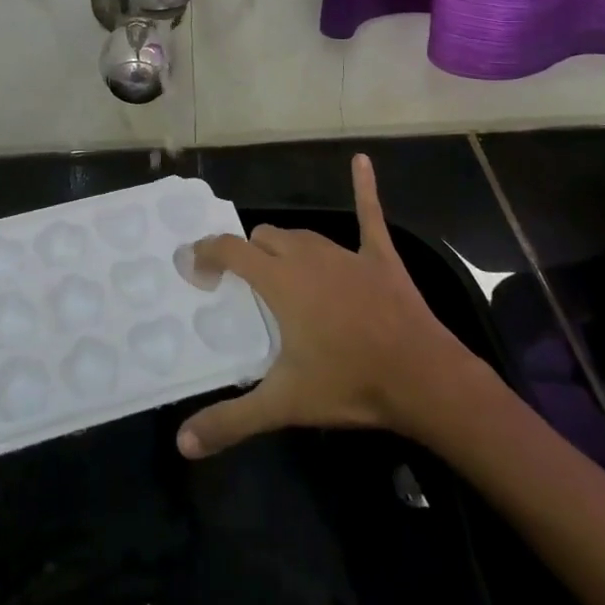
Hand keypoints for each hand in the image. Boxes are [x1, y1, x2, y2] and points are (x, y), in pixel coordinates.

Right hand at [177, 154, 485, 457]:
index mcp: (279, 280)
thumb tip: (182, 444)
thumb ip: (230, 421)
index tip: (194, 267)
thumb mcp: (283, 404)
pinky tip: (362, 160)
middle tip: (245, 288)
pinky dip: (364, 188)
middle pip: (264, 237)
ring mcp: (345, 252)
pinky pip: (369, 213)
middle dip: (249, 254)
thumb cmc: (348, 383)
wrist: (422, 379)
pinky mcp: (379, 255)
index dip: (207, 252)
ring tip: (279, 270)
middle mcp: (306, 255)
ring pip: (302, 235)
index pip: (230, 250)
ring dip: (285, 247)